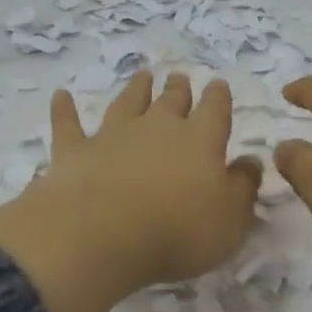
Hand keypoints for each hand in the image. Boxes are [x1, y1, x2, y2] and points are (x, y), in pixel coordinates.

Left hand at [0, 70, 260, 311]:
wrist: (102, 235)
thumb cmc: (179, 232)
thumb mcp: (230, 221)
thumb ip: (243, 188)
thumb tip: (251, 162)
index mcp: (201, 141)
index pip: (215, 111)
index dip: (218, 98)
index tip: (218, 85)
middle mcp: (157, 128)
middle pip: (171, 102)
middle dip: (179, 89)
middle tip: (180, 77)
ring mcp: (112, 136)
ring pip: (127, 103)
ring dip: (136, 89)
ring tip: (142, 75)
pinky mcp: (74, 151)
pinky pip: (68, 124)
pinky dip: (64, 110)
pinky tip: (61, 96)